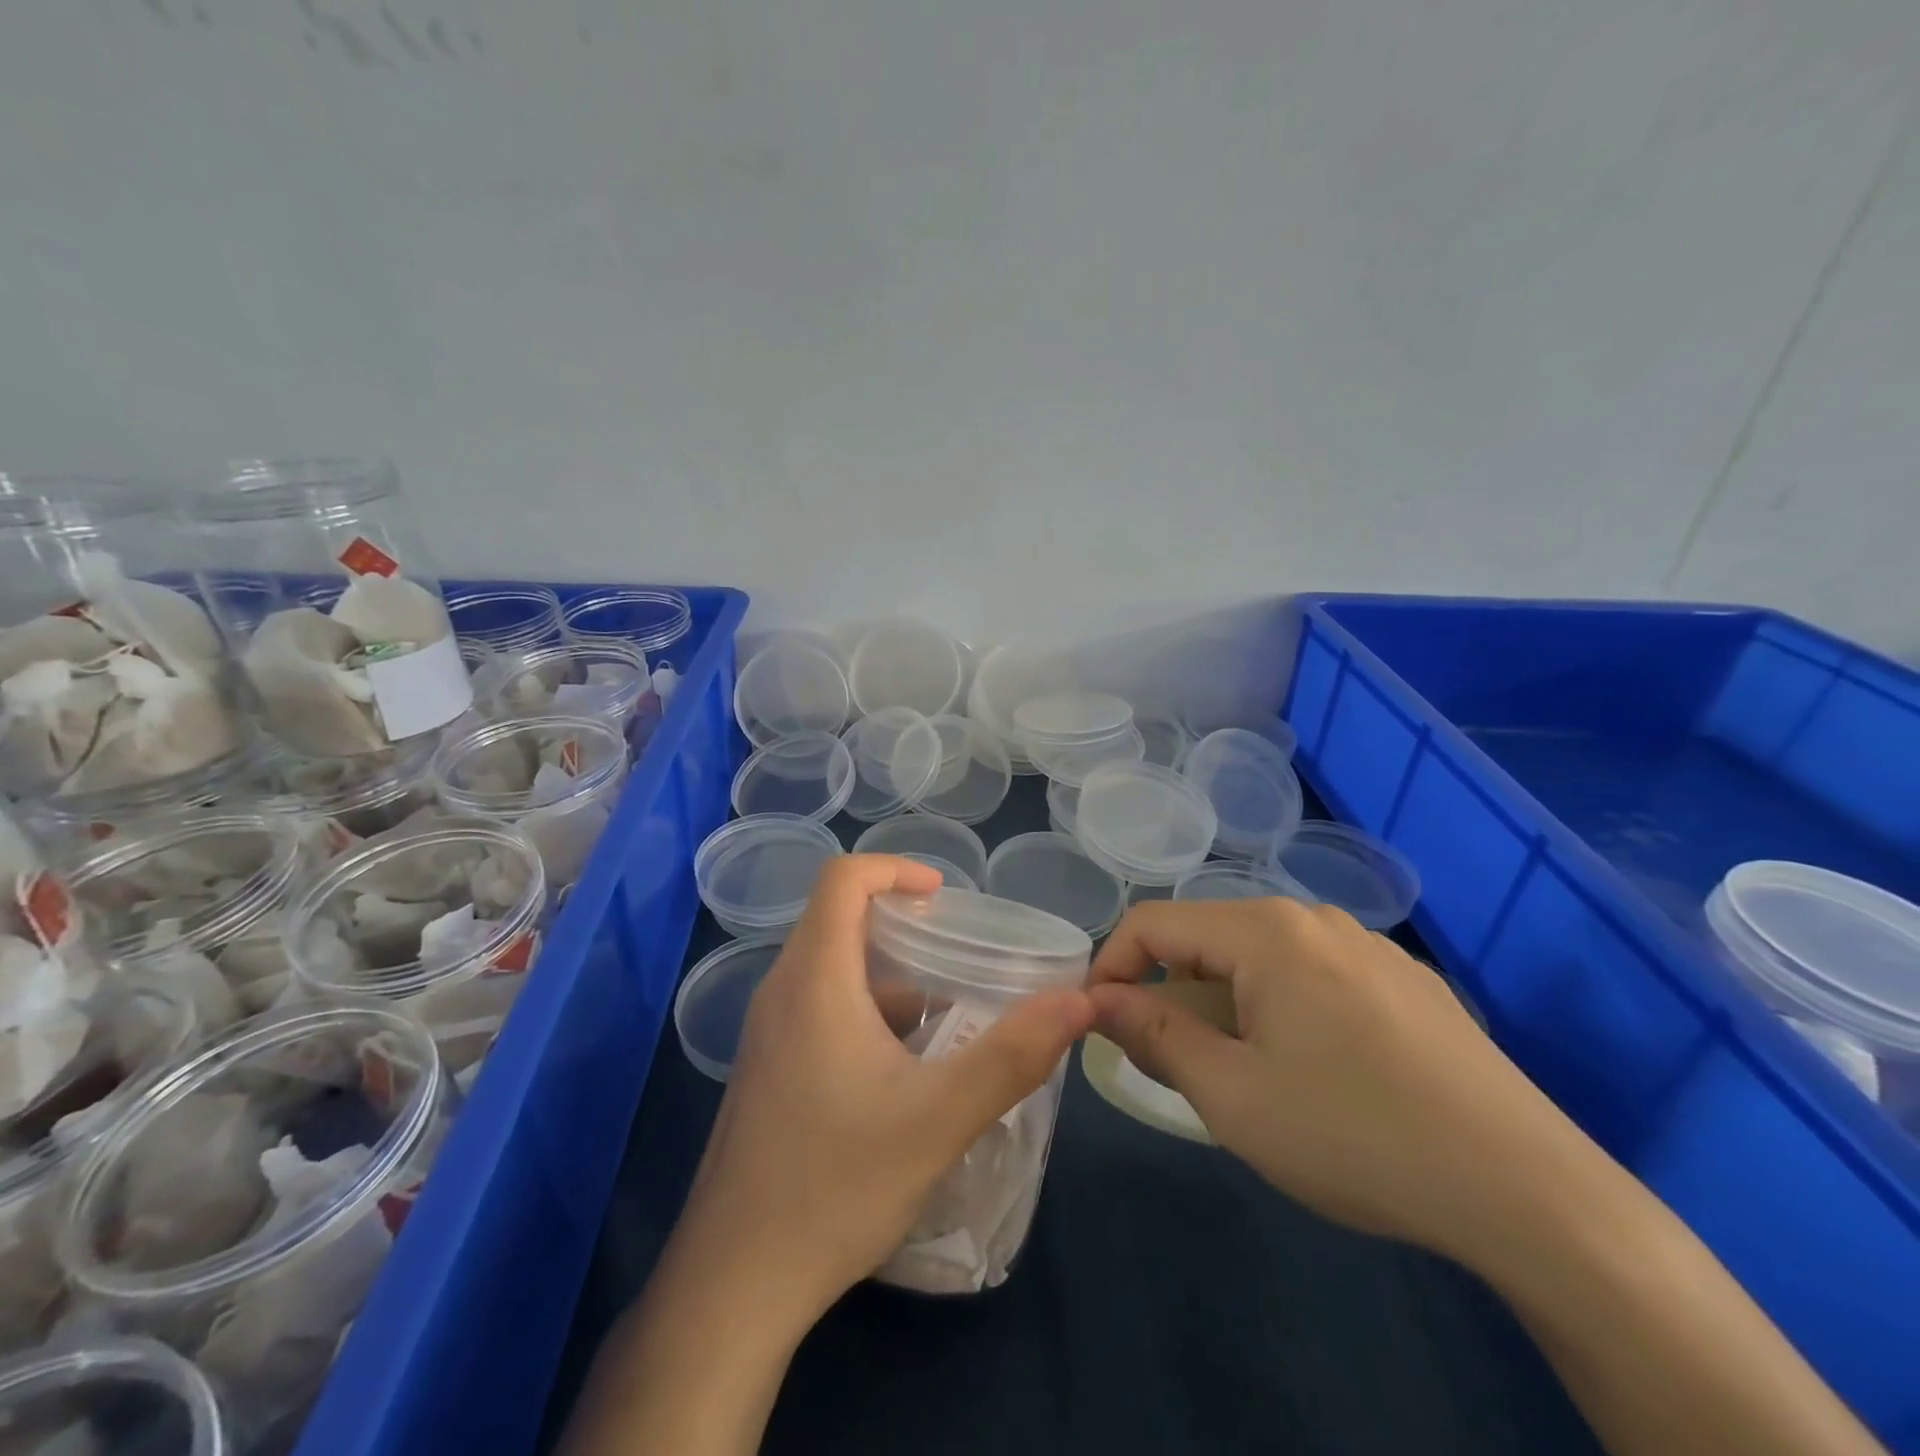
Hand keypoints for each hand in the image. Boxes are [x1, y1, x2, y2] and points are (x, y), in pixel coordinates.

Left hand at [679, 855, 1095, 1325]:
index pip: (842, 879)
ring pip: (831, 970)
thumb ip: (1011, 1055)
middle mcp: (782, 992)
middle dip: (900, 924)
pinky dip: (867, 1013)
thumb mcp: (938, 1119)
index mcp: (814, 979)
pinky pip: (820, 1010)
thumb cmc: (834, 1186)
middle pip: (838, 920)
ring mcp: (768, 1034)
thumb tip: (1078, 1002)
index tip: (944, 898)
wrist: (734, 1285)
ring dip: (888, 976)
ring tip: (945, 1016)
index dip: (894, 869)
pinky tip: (904, 1071)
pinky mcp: (767, 1070)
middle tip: (957, 954)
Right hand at [1088, 897, 1586, 1262]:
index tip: (1098, 1024)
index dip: (1111, 967)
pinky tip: (1315, 1073)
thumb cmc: (1355, 1136)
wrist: (1531, 1193)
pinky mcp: (1405, 982)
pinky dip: (1280, 1010)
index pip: (1153, 922)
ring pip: (1260, 960)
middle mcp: (1313, 918)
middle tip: (1169, 1064)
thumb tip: (1101, 1002)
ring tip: (1241, 1075)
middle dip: (1171, 994)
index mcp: (1266, 931)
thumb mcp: (1232, 1096)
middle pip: (1208, 940)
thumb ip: (1154, 1036)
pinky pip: (1313, 977)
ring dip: (1225, 1005)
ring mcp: (1367, 946)